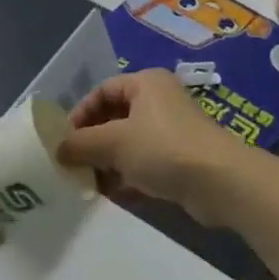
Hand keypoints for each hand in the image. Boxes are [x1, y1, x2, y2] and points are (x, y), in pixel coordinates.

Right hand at [56, 70, 247, 222]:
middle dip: (92, 143)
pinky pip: (144, 163)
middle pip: (114, 118)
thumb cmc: (163, 149)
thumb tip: (56, 151)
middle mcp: (159, 102)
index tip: (64, 140)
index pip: (102, 92)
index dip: (79, 114)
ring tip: (88, 184)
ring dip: (107, 163)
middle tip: (72, 164)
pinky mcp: (181, 159)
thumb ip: (79, 144)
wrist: (221, 182)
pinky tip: (111, 195)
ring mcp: (172, 131)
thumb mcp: (113, 143)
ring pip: (128, 144)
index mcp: (146, 84)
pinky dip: (127, 176)